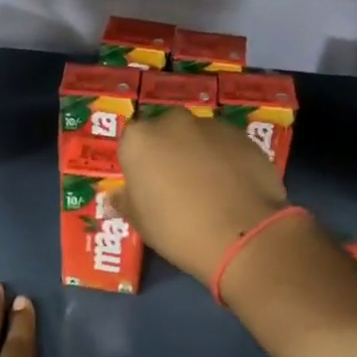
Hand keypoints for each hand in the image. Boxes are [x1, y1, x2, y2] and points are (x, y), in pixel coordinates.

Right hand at [114, 109, 288, 285]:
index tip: (148, 187)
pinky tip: (234, 186)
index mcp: (139, 140)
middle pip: (165, 132)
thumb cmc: (178, 229)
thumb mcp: (141, 223)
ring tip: (211, 188)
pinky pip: (226, 145)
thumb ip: (125, 202)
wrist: (242, 233)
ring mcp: (211, 125)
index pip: (131, 143)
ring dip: (199, 153)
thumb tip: (114, 198)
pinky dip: (226, 159)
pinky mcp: (243, 136)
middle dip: (169, 152)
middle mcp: (173, 122)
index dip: (139, 165)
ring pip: (198, 136)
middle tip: (178, 185)